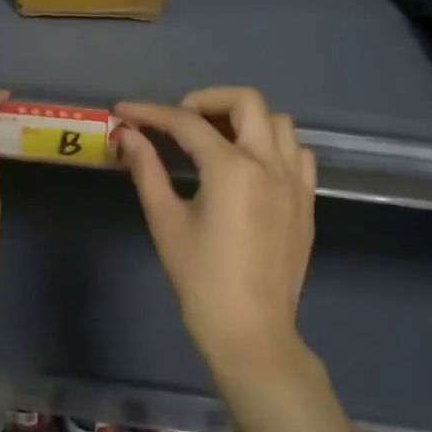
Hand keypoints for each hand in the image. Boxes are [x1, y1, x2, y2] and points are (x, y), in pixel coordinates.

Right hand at [114, 87, 317, 373]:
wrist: (251, 332)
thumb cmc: (201, 280)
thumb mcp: (166, 222)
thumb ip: (147, 170)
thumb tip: (128, 135)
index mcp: (232, 168)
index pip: (186, 122)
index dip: (150, 112)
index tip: (124, 111)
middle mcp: (269, 163)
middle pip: (245, 101)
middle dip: (205, 100)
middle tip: (177, 121)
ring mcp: (295, 181)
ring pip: (278, 122)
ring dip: (244, 119)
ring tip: (214, 139)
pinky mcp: (306, 201)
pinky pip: (297, 153)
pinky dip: (273, 145)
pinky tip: (250, 165)